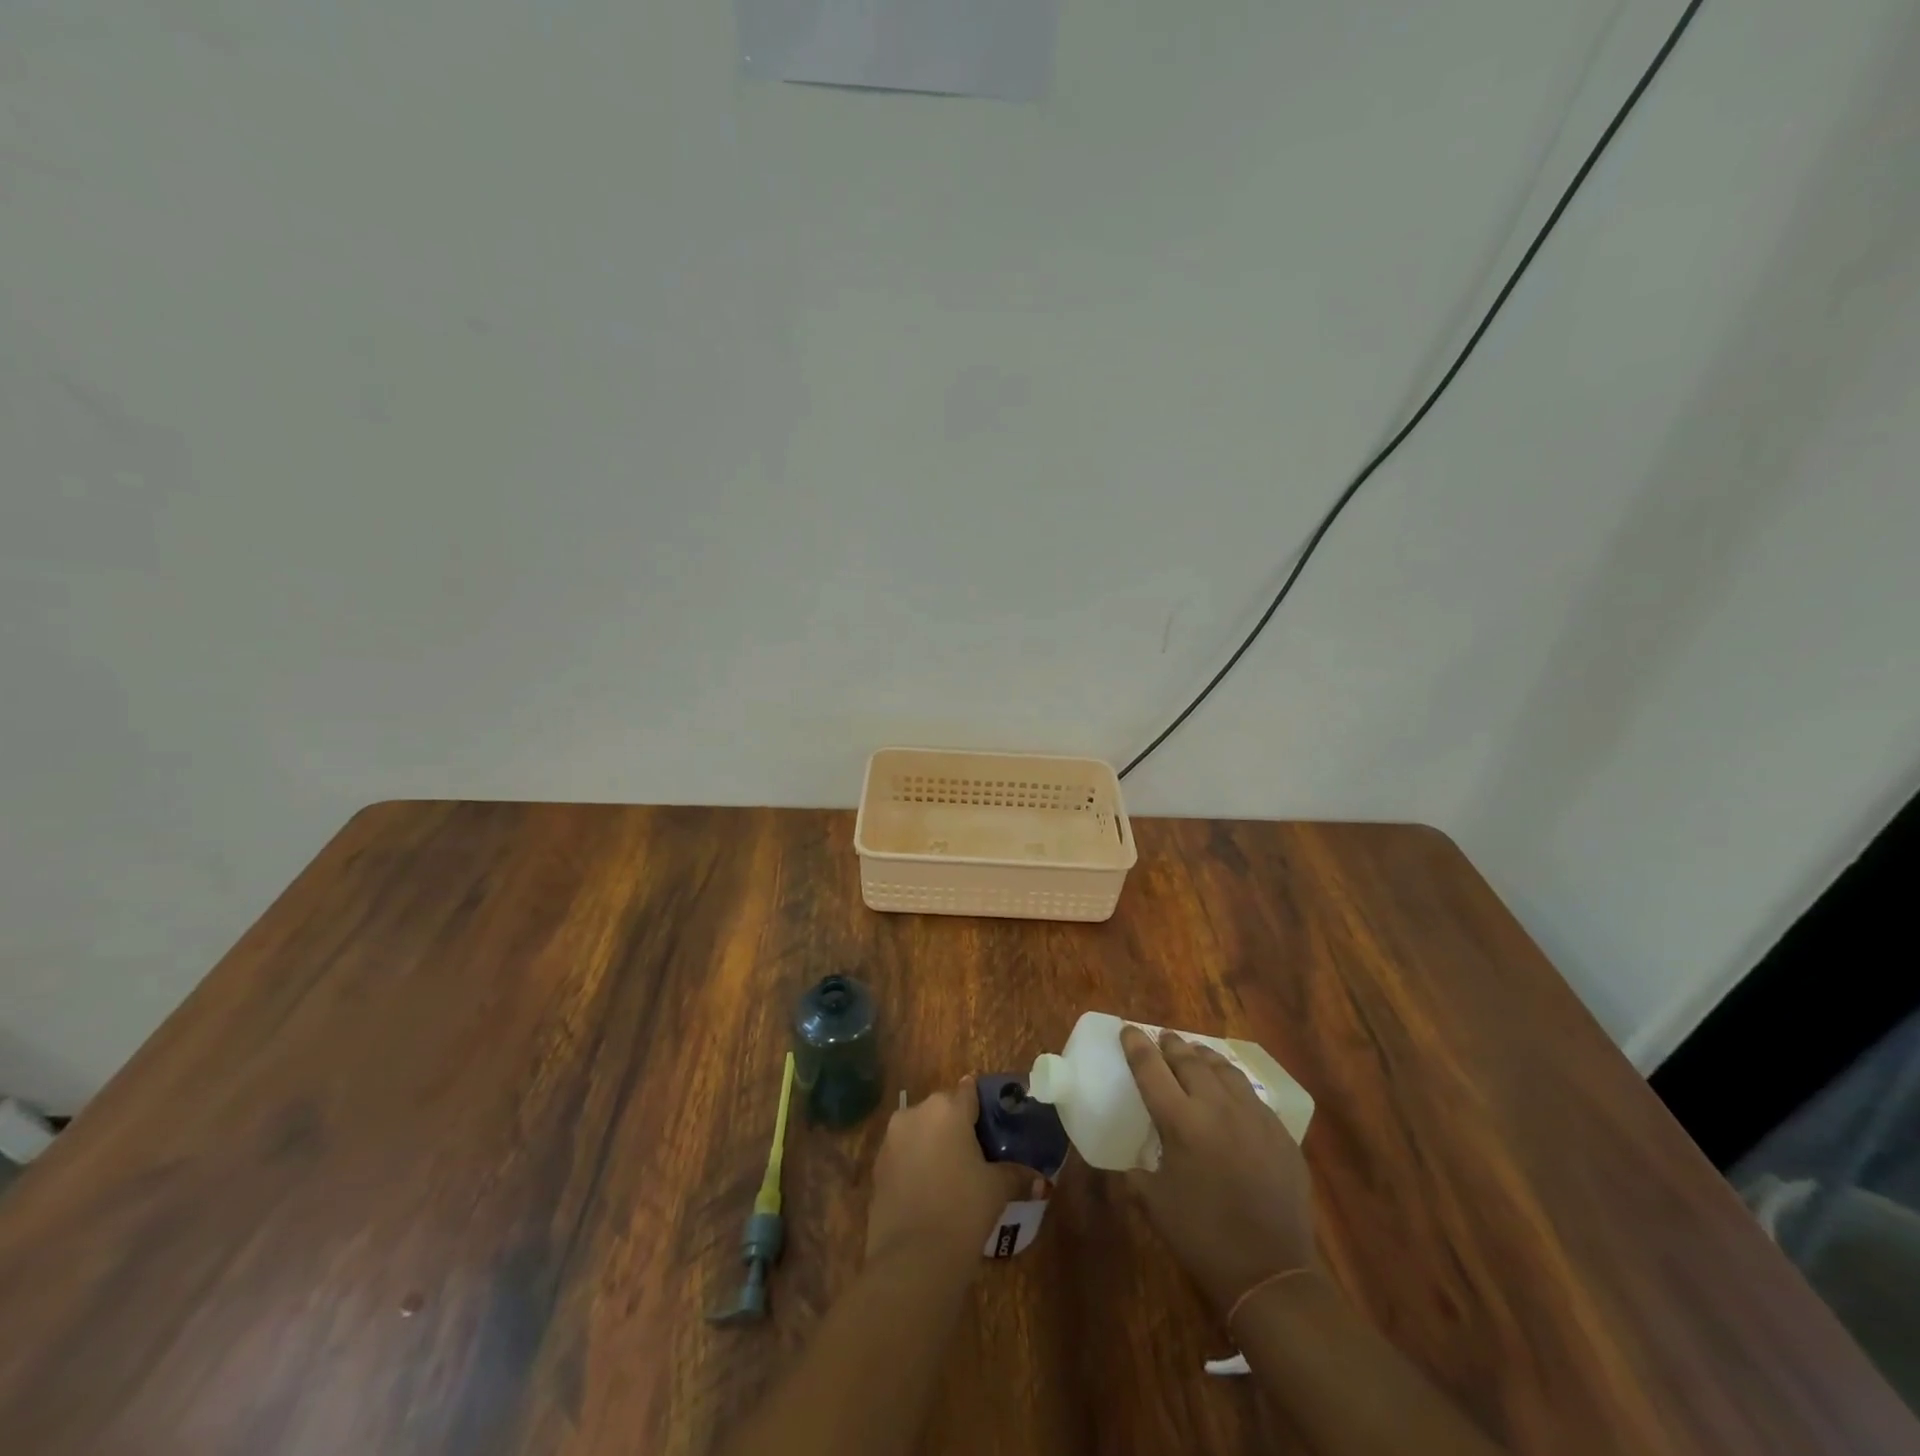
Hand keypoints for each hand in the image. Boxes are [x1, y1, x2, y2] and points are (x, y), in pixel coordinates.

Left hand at [866, 1078, 1027, 1268]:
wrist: (911, 1259)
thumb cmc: (962, 1210)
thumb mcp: (996, 1190)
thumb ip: (1016, 1176)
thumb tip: (1041, 1181)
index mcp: (947, 1108)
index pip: (969, 1091)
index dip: (983, 1104)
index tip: (995, 1121)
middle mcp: (916, 1113)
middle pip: (943, 1109)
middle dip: (958, 1126)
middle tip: (979, 1152)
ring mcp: (891, 1139)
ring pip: (920, 1130)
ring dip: (934, 1143)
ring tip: (954, 1173)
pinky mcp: (877, 1166)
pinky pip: (904, 1154)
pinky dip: (916, 1163)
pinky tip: (931, 1189)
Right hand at [1120, 1026, 1318, 1315]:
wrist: (1271, 1272)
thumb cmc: (1203, 1237)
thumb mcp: (1155, 1204)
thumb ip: (1136, 1175)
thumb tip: (1129, 1166)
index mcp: (1180, 1121)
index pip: (1151, 1069)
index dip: (1137, 1046)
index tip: (1128, 1030)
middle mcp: (1216, 1107)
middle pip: (1189, 1061)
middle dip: (1172, 1045)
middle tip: (1163, 1038)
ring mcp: (1253, 1117)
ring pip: (1225, 1070)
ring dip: (1205, 1057)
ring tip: (1196, 1053)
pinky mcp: (1280, 1133)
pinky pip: (1252, 1096)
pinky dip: (1234, 1085)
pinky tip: (1231, 1093)